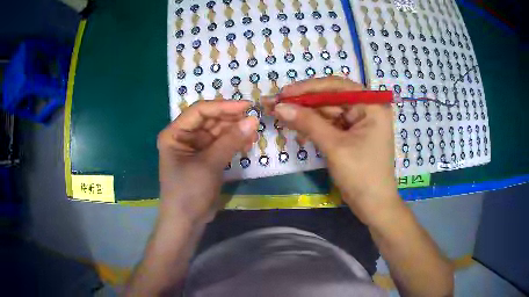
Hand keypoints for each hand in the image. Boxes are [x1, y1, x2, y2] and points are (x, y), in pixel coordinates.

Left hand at [157, 100, 257, 223]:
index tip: (247, 106)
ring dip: (235, 131)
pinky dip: (234, 143)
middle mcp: (183, 136)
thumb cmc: (189, 192)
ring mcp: (195, 148)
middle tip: (253, 121)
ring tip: (253, 133)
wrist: (186, 222)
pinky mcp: (205, 158)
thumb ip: (230, 141)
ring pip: (217, 131)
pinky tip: (247, 143)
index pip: (200, 111)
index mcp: (175, 133)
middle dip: (231, 119)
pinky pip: (221, 144)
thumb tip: (253, 120)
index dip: (223, 106)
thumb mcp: (209, 164)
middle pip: (210, 120)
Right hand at [265, 76, 398, 224]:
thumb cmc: (361, 174)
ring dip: (305, 115)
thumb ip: (307, 123)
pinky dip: (313, 127)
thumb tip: (278, 106)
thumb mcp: (334, 146)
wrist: (373, 206)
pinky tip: (296, 129)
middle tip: (275, 104)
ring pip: (327, 112)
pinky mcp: (352, 135)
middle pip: (330, 98)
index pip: (337, 86)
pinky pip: (330, 125)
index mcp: (371, 105)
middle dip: (303, 103)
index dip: (308, 88)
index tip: (283, 93)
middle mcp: (367, 108)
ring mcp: (359, 122)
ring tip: (279, 115)